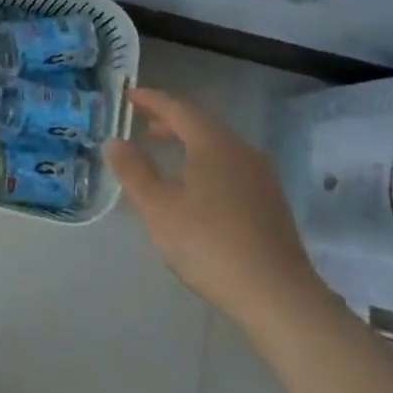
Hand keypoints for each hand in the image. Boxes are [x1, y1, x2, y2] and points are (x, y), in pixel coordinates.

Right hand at [105, 88, 332, 336]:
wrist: (278, 296)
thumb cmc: (210, 245)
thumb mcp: (159, 209)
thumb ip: (133, 171)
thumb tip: (114, 141)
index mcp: (213, 143)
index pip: (177, 108)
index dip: (151, 99)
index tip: (129, 96)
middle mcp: (241, 149)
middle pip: (201, 122)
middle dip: (170, 119)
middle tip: (142, 123)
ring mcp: (260, 175)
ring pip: (218, 144)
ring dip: (189, 140)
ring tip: (165, 151)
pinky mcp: (270, 200)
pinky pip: (231, 164)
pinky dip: (206, 160)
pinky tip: (197, 184)